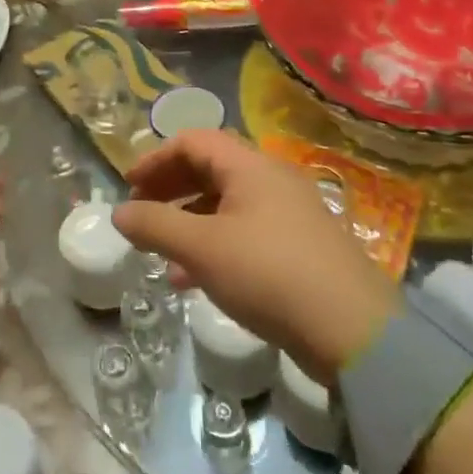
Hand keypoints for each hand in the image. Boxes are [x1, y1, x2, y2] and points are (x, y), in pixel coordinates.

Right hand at [112, 130, 397, 382]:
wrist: (354, 331)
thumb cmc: (269, 274)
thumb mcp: (202, 249)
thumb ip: (155, 226)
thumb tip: (119, 213)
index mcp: (250, 166)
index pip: (193, 141)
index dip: (155, 159)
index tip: (128, 186)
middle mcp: (271, 179)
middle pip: (209, 168)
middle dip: (169, 189)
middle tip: (141, 214)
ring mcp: (290, 213)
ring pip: (226, 203)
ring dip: (188, 221)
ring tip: (161, 252)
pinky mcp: (300, 246)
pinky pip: (245, 231)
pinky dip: (214, 243)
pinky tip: (194, 278)